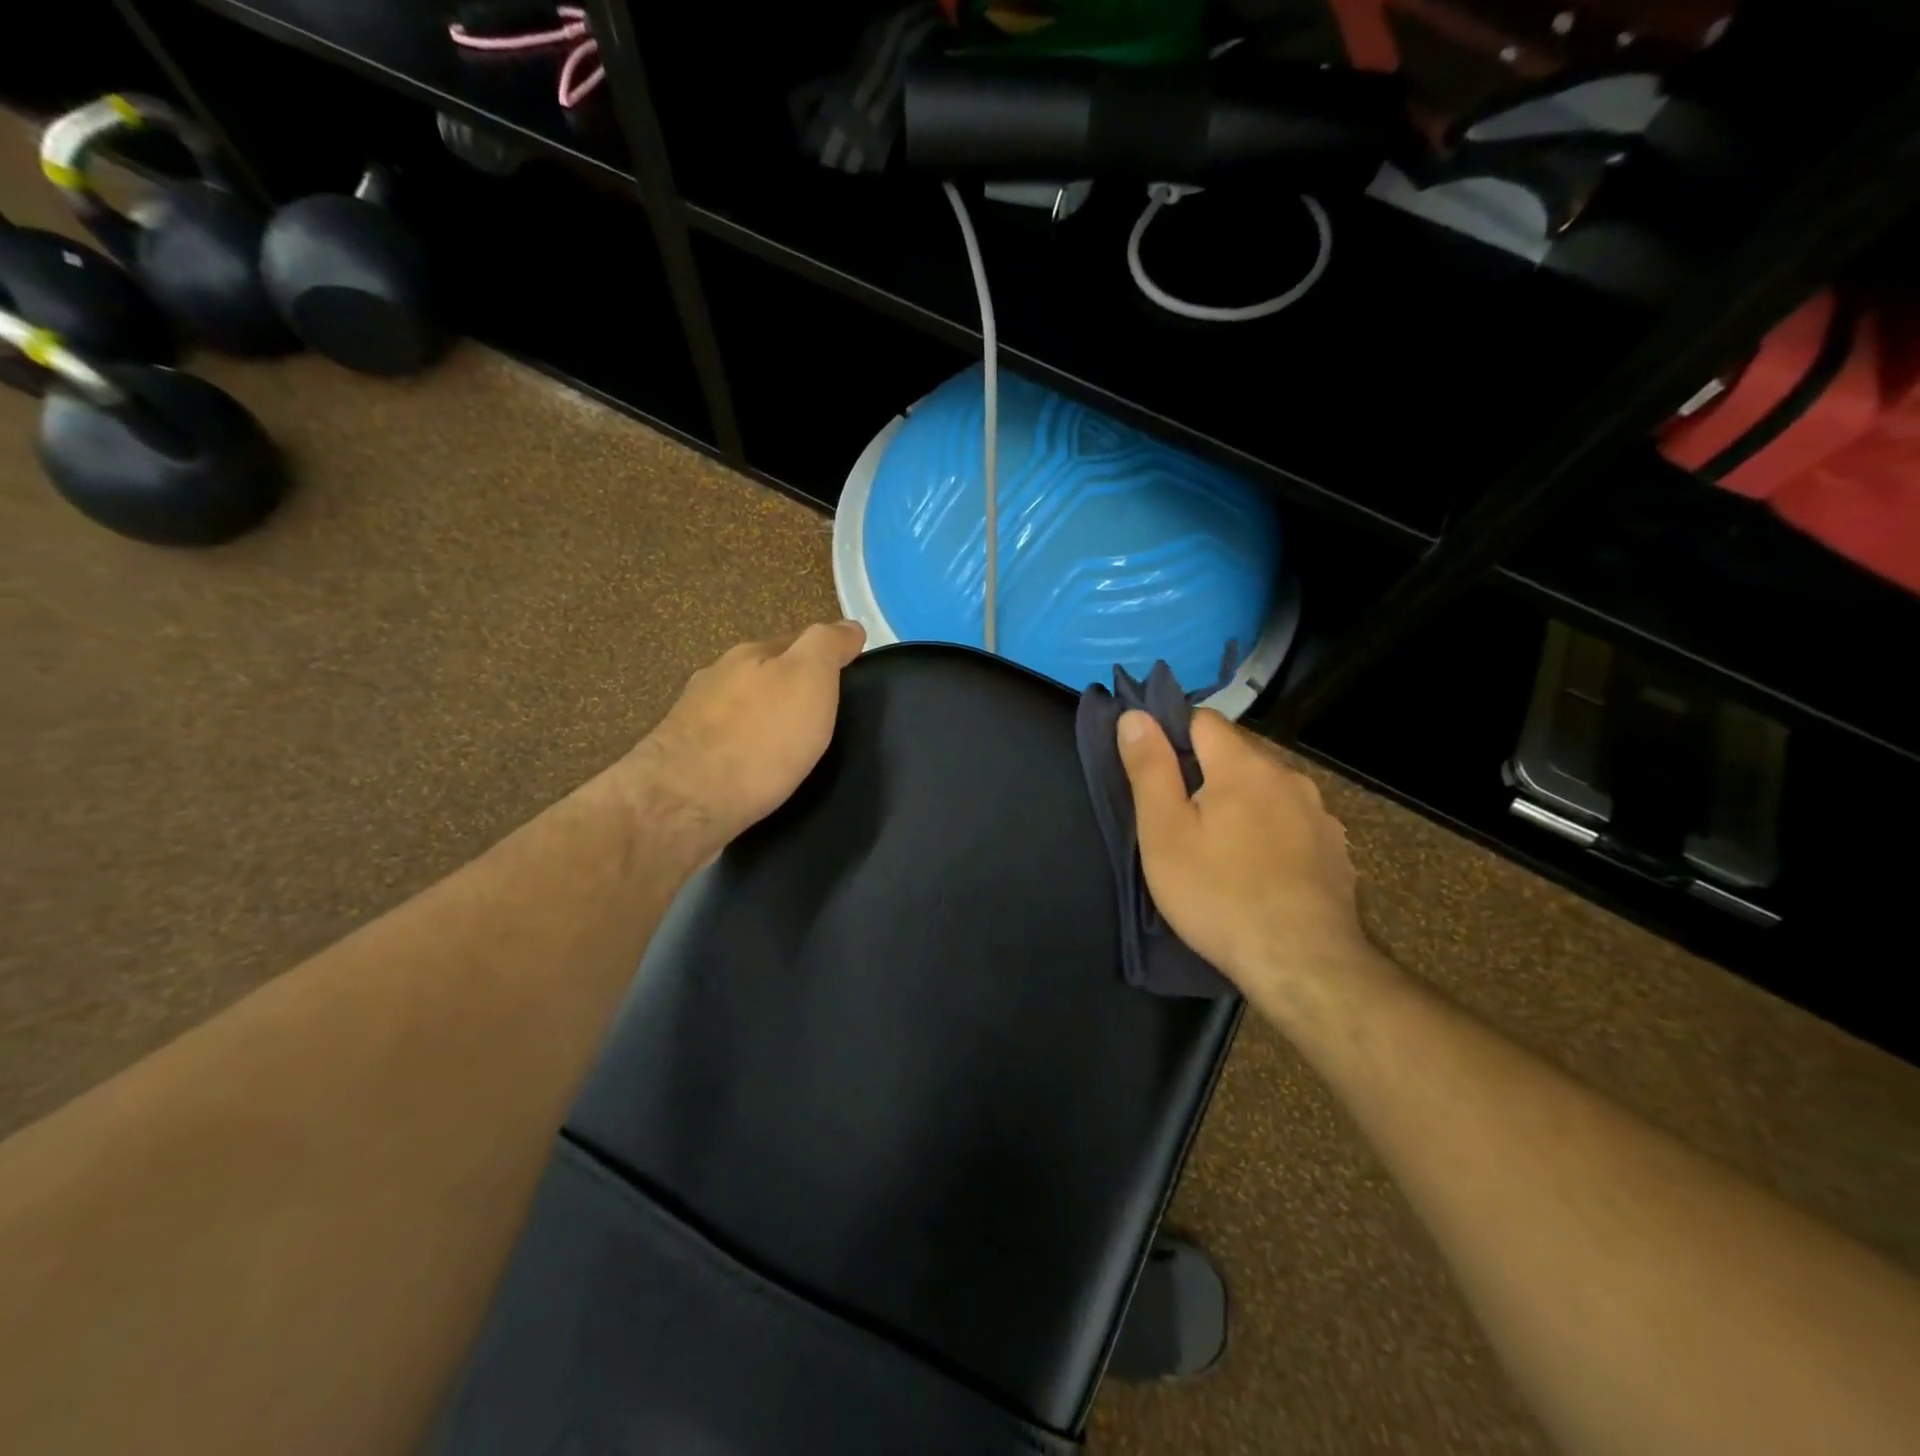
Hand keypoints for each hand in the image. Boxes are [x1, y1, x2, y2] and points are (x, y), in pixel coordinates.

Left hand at [625, 621, 865, 856]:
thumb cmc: (760, 738)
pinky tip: (757, 771)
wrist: (686, 803)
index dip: (826, 657)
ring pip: (743, 711)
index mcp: (750, 654)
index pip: (798, 641)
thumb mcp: (809, 679)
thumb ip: (828, 646)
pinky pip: (727, 746)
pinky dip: (746, 752)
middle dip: (793, 690)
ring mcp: (694, 718)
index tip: (849, 680)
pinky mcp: (684, 760)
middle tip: (825, 717)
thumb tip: (850, 626)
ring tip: (792, 749)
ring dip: (766, 722)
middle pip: (766, 674)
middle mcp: (717, 677)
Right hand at [1118, 708, 1378, 1015]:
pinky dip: (1272, 832)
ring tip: (1221, 847)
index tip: (1154, 770)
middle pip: (1237, 755)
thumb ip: (1149, 768)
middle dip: (1207, 774)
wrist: (1302, 964)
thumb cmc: (1218, 894)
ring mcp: (1319, 815)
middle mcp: (1288, 777)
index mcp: (1243, 766)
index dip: (1173, 735)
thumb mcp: (1164, 832)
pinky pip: (1293, 823)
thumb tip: (1135, 716)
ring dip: (1242, 803)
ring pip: (1267, 790)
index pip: (1203, 719)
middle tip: (1179, 818)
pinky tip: (1261, 871)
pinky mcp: (1336, 850)